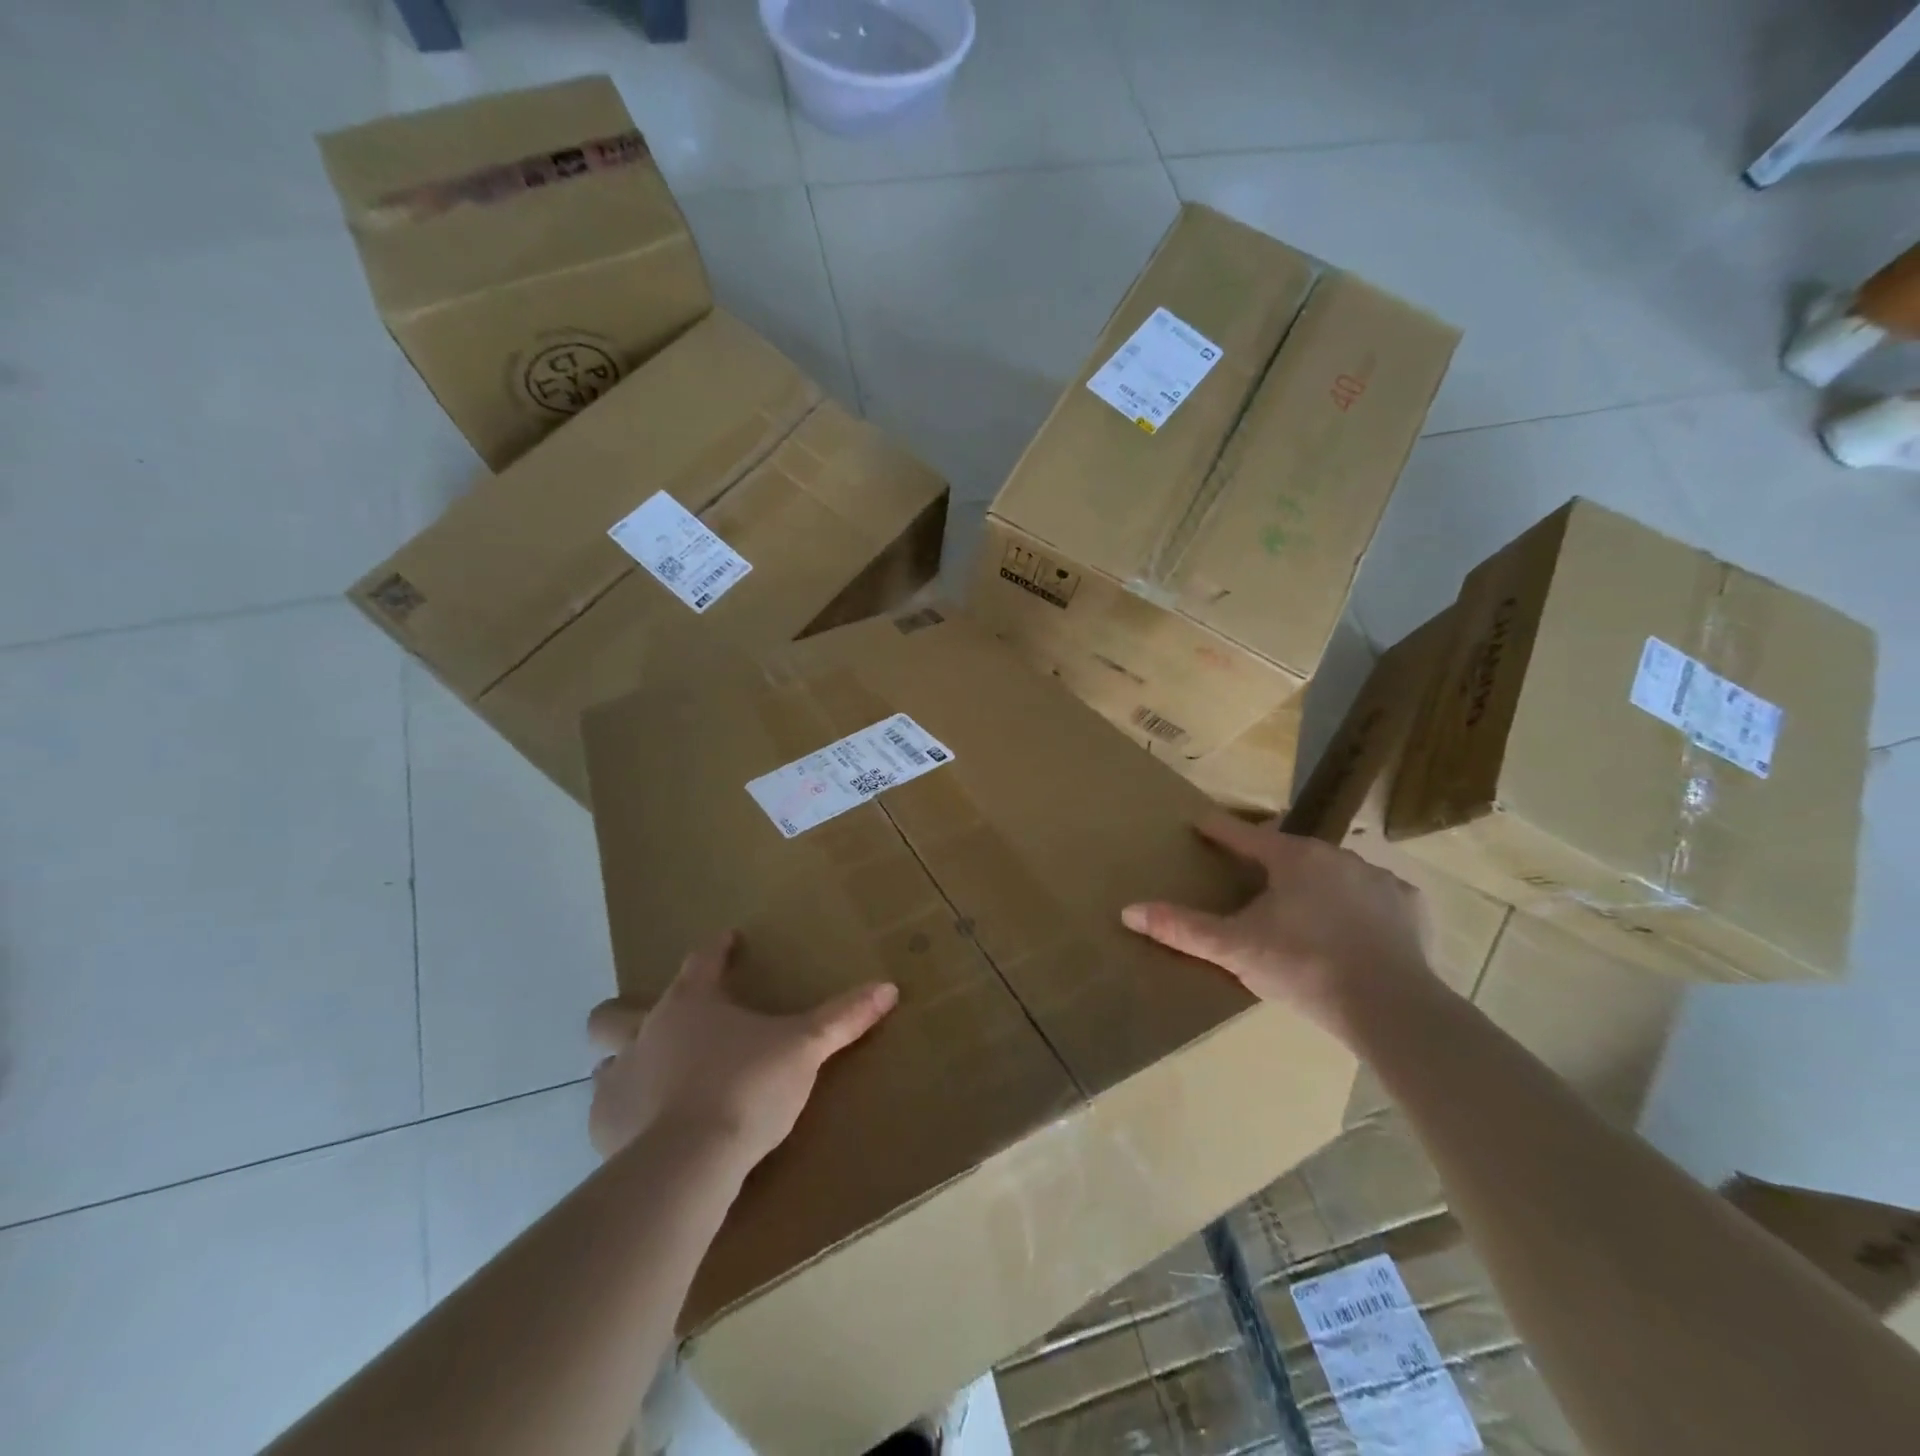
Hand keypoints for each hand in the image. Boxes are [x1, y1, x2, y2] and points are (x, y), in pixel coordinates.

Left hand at [585, 932, 898, 1165]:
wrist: (688, 1163)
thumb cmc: (747, 1088)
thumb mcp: (804, 1049)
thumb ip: (844, 1017)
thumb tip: (889, 987)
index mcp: (691, 1003)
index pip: (702, 960)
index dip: (717, 948)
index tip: (728, 941)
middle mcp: (645, 1032)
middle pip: (614, 1014)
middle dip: (626, 1013)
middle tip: (661, 1027)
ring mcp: (618, 1080)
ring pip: (607, 1061)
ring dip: (627, 1066)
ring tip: (657, 1082)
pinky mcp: (604, 1128)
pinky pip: (608, 1111)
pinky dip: (626, 1114)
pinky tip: (649, 1131)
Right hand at [1121, 813, 1435, 1041]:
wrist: (1391, 1007)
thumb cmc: (1303, 966)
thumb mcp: (1235, 949)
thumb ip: (1183, 928)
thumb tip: (1128, 911)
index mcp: (1292, 858)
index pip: (1244, 835)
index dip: (1219, 829)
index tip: (1200, 821)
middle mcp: (1337, 855)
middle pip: (1292, 851)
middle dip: (1272, 860)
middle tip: (1256, 880)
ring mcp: (1379, 879)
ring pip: (1336, 872)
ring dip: (1318, 882)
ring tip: (1306, 909)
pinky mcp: (1410, 908)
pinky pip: (1377, 897)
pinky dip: (1362, 906)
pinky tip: (1356, 930)